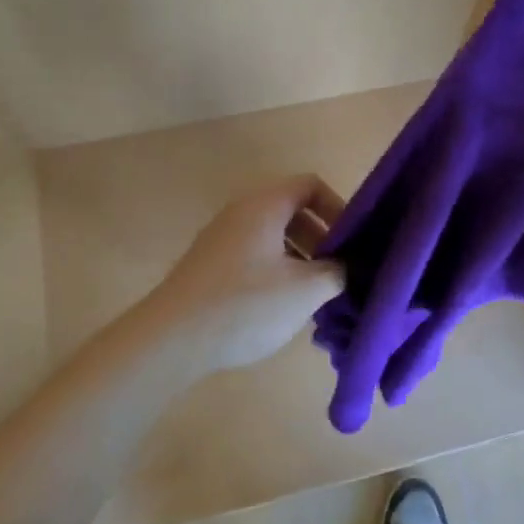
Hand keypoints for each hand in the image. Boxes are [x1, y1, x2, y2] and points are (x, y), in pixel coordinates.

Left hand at [141, 175, 346, 375]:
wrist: (172, 338)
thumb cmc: (246, 305)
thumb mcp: (304, 290)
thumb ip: (336, 272)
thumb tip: (344, 267)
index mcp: (264, 206)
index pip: (310, 185)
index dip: (338, 208)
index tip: (351, 242)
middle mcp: (240, 213)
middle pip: (291, 211)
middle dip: (321, 238)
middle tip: (337, 273)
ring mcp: (221, 239)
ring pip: (273, 237)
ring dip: (300, 259)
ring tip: (314, 296)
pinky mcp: (210, 266)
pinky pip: (254, 256)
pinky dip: (276, 271)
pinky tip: (282, 308)